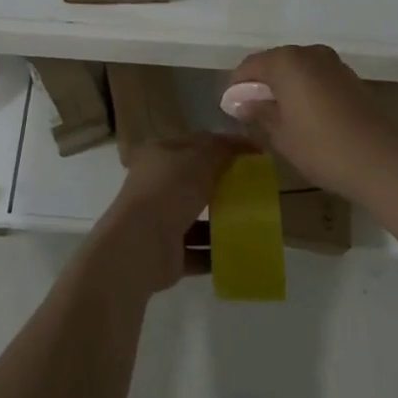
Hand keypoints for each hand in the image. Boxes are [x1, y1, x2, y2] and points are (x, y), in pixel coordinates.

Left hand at [88, 135, 244, 295]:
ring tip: (252, 221)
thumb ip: (223, 149)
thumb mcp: (200, 158)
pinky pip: (198, 251)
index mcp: (160, 156)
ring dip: (221, 221)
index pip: (196, 144)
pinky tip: (240, 251)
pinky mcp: (169, 253)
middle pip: (196, 181)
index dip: (225, 146)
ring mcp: (160, 221)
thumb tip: (248, 144)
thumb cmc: (169, 190)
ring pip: (197, 218)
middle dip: (223, 185)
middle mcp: (157, 185)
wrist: (141, 245)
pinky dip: (216, 252)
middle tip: (255, 189)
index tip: (255, 154)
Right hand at [227, 45, 397, 200]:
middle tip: (254, 113)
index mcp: (285, 61)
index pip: (249, 66)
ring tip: (280, 116)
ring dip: (285, 87)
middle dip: (261, 85)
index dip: (237, 87)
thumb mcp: (281, 135)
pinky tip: (306, 116)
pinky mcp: (351, 77)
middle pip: (274, 63)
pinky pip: (317, 77)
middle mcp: (308, 53)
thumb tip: (241, 103)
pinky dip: (306, 90)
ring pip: (297, 69)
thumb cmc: (322, 147)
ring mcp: (333, 63)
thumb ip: (259, 113)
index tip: (232, 109)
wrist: (382, 159)